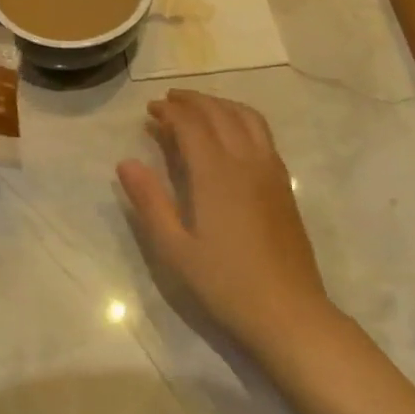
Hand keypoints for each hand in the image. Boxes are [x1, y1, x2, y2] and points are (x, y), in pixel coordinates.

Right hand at [117, 89, 336, 358]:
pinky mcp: (284, 184)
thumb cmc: (225, 283)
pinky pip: (263, 134)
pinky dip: (241, 119)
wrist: (289, 312)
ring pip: (246, 117)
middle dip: (192, 101)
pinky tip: (231, 135)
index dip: (170, 111)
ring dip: (220, 105)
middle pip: (220, 112)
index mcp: (216, 173)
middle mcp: (246, 161)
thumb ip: (150, 201)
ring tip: (198, 109)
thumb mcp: (174, 248)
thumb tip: (125, 162)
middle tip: (168, 102)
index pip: (192, 123)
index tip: (151, 109)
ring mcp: (270, 171)